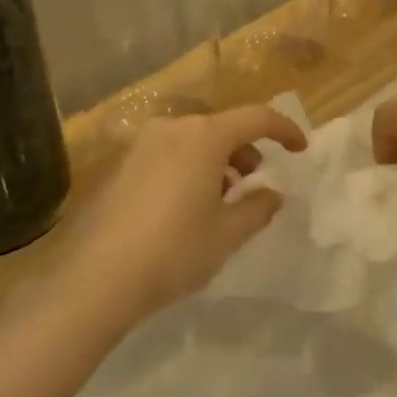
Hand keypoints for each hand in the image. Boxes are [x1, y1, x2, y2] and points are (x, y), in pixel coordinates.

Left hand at [59, 105, 307, 319]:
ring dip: (216, 162)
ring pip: (193, 141)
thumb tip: (272, 193)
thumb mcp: (229, 233)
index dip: (284, 130)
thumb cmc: (174, 250)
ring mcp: (141, 145)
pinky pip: (168, 154)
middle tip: (254, 184)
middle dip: (246, 151)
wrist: (97, 278)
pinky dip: (188, 168)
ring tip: (220, 200)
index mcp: (204, 137)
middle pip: (222, 127)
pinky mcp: (120, 165)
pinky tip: (185, 207)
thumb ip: (259, 206)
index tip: (299, 149)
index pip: (257, 118)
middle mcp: (172, 129)